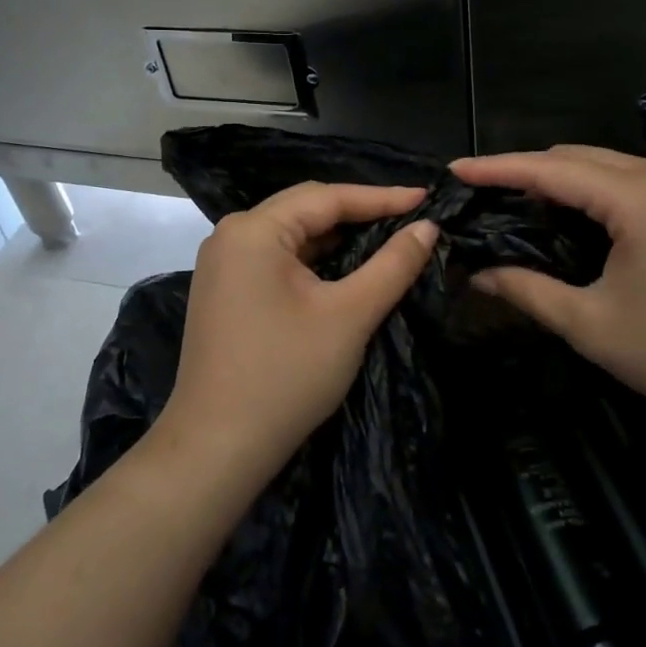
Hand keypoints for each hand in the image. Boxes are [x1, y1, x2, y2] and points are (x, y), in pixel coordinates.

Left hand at [156, 182, 439, 484]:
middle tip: (410, 217)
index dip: (382, 197)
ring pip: (292, 235)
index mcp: (254, 229)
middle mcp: (232, 235)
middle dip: (359, 212)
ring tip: (386, 237)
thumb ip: (392, 265)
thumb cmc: (286, 375)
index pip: (328, 197)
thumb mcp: (349, 315)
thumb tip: (428, 227)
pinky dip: (314, 259)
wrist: (217, 449)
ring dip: (337, 237)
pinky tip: (345, 268)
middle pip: (306, 208)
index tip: (428, 198)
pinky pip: (277, 259)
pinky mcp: (224, 291)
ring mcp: (223, 264)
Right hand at [450, 146, 645, 419]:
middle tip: (480, 198)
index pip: (548, 169)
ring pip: (601, 166)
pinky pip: (625, 181)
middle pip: (574, 157)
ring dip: (556, 180)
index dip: (496, 168)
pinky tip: (568, 218)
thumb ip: (528, 291)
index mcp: (635, 197)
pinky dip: (588, 191)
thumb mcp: (592, 325)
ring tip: (515, 207)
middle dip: (523, 171)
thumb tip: (478, 274)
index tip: (453, 171)